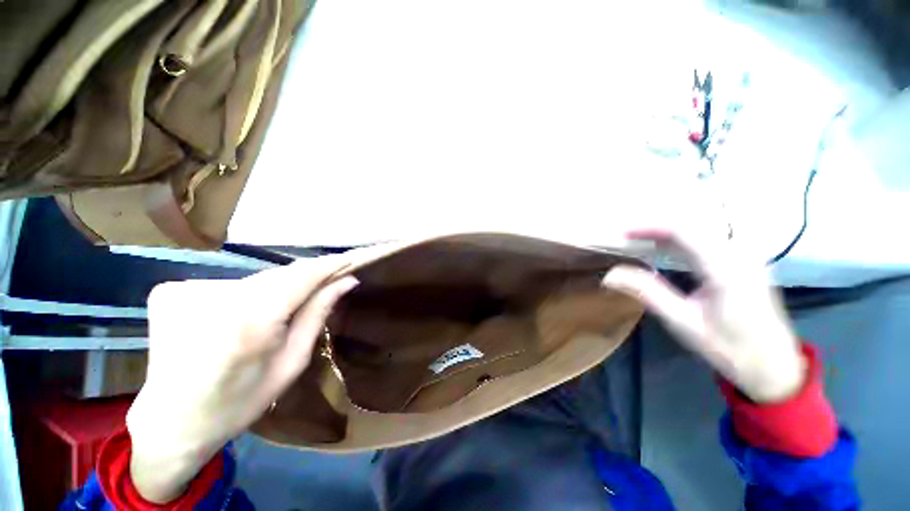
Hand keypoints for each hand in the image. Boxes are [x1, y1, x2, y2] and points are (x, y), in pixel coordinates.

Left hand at [126, 256, 358, 502]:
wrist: (170, 422)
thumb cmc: (239, 402)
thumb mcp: (292, 362)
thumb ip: (318, 314)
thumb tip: (346, 281)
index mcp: (252, 322)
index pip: (303, 275)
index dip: (331, 264)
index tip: (353, 257)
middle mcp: (217, 298)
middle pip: (280, 275)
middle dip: (306, 279)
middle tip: (326, 288)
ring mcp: (186, 290)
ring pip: (255, 279)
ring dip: (275, 290)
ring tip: (275, 317)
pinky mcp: (169, 290)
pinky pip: (228, 284)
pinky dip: (243, 297)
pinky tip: (237, 320)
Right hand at [602, 221, 804, 403]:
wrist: (775, 366)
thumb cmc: (729, 348)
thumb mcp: (683, 322)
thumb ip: (647, 292)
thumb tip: (609, 275)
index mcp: (726, 269)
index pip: (684, 230)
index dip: (649, 227)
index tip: (622, 233)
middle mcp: (740, 255)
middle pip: (692, 225)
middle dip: (655, 227)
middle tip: (627, 237)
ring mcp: (747, 257)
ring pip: (702, 230)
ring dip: (668, 232)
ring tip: (640, 241)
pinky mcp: (746, 262)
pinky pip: (710, 240)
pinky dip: (683, 241)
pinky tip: (668, 250)